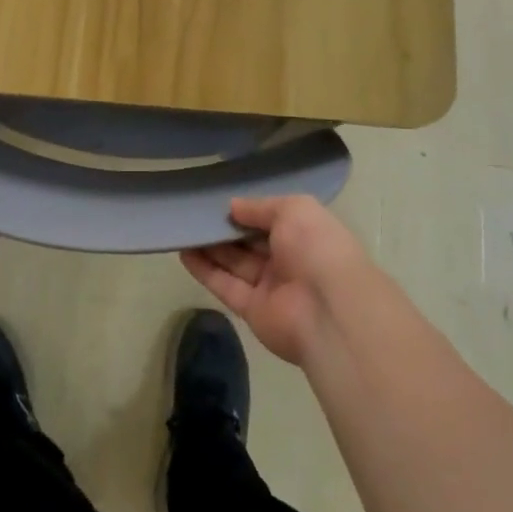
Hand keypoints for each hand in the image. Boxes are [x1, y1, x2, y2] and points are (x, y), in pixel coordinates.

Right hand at [182, 196, 374, 365]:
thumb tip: (233, 206)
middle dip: (226, 228)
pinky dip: (205, 270)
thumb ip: (261, 206)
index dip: (250, 211)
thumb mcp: (293, 209)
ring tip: (184, 229)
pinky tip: (183, 253)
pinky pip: (225, 286)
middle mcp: (289, 260)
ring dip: (210, 247)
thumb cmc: (316, 248)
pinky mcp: (252, 310)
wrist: (329, 310)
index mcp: (306, 235)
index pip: (274, 220)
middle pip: (251, 242)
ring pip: (235, 263)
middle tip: (196, 212)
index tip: (222, 200)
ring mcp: (270, 287)